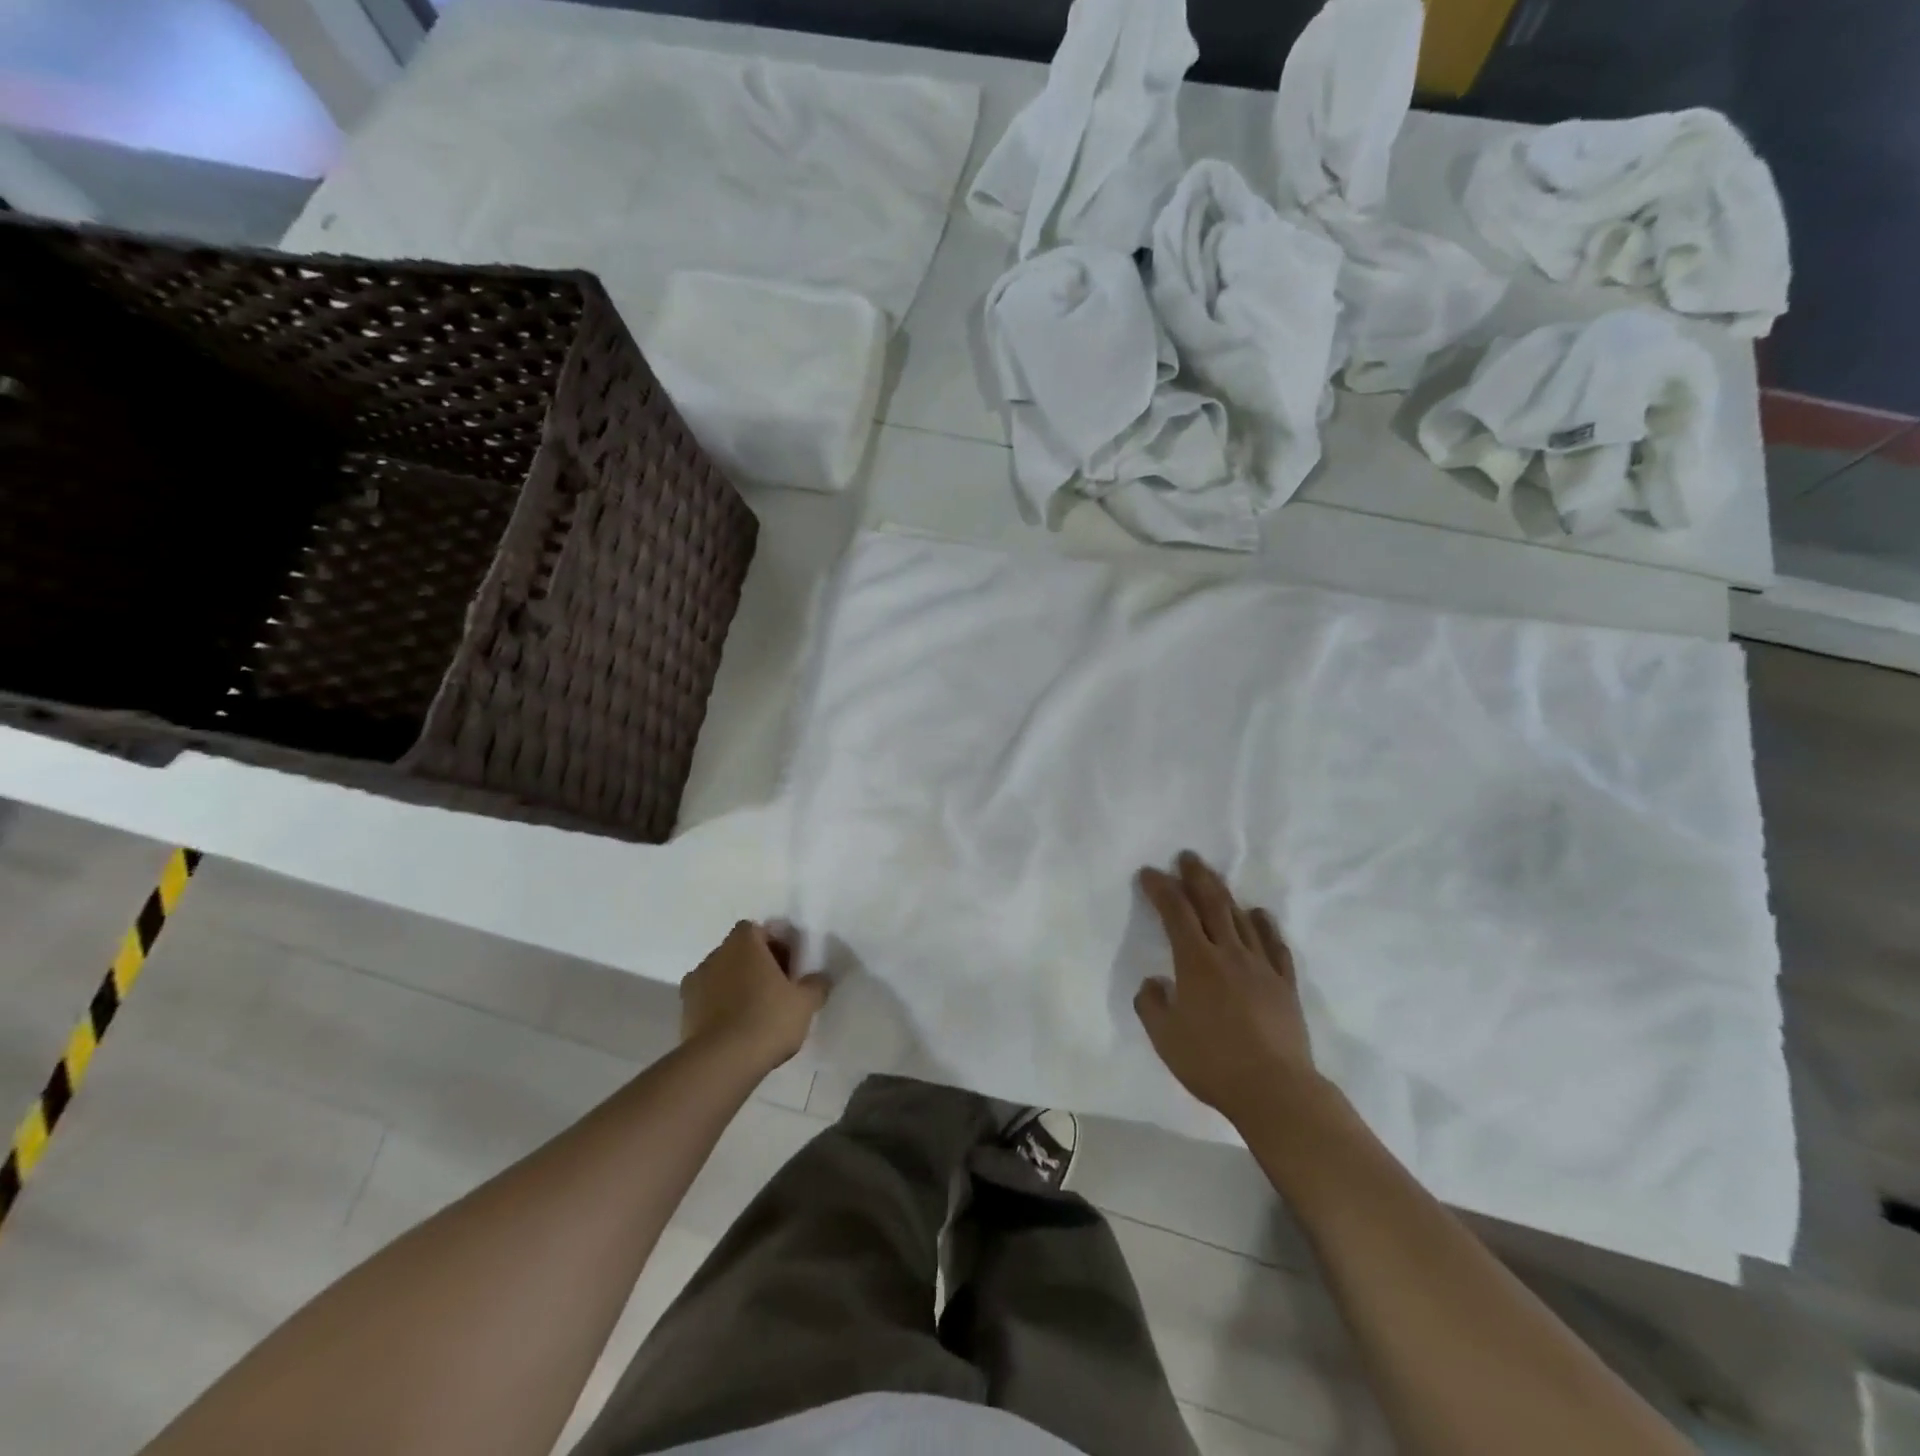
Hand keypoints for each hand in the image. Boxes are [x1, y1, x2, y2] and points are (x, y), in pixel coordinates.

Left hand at [680, 921, 830, 1070]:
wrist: (721, 1063)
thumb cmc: (767, 1019)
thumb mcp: (805, 1002)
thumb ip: (816, 985)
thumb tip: (820, 979)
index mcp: (743, 943)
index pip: (758, 930)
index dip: (774, 945)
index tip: (789, 967)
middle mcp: (715, 955)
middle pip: (739, 952)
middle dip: (756, 965)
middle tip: (777, 989)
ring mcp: (694, 984)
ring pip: (722, 976)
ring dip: (737, 986)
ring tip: (757, 1013)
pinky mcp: (684, 1013)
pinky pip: (708, 1001)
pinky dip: (721, 1008)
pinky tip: (738, 1029)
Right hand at [1134, 852, 1320, 1124]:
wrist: (1275, 1090)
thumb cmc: (1212, 1062)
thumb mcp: (1164, 1037)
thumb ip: (1152, 1004)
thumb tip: (1154, 982)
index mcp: (1196, 962)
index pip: (1175, 913)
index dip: (1161, 889)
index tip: (1149, 873)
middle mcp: (1229, 954)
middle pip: (1212, 904)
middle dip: (1196, 877)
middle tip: (1188, 856)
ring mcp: (1261, 967)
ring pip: (1242, 919)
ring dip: (1226, 895)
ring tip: (1215, 880)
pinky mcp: (1284, 985)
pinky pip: (1275, 946)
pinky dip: (1265, 926)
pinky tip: (1259, 915)